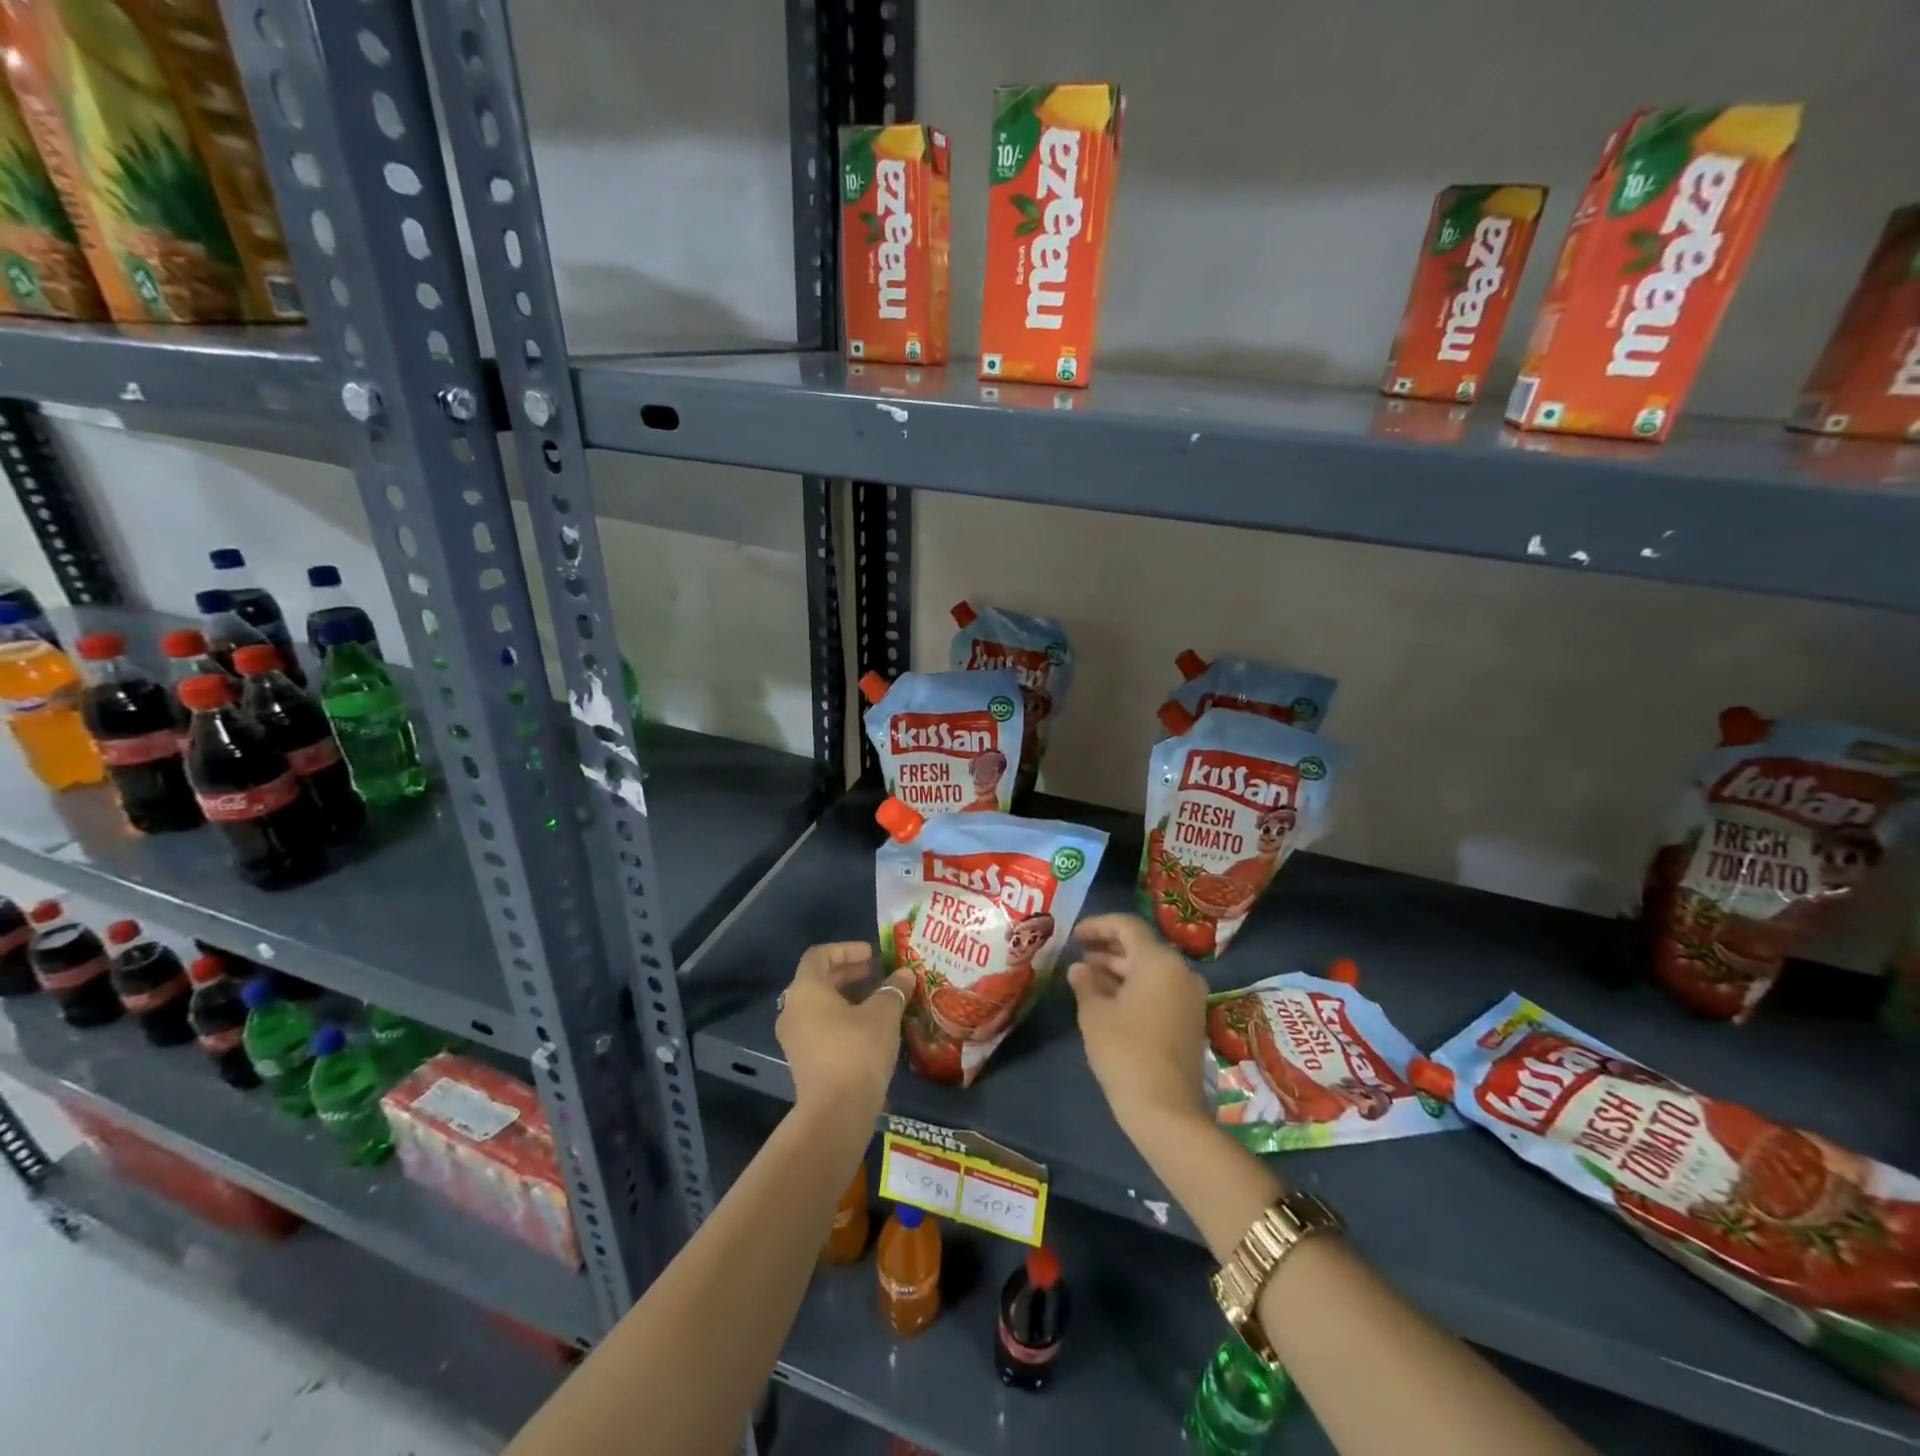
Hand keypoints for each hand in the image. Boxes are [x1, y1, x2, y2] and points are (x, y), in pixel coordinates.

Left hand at [775, 943, 912, 1118]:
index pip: (819, 955)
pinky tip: (868, 1027)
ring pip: (819, 1005)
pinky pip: (820, 1026)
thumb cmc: (857, 1050)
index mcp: (806, 990)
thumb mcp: (883, 1014)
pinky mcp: (802, 1060)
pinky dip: (841, 1018)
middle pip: (818, 979)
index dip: (846, 949)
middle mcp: (793, 1010)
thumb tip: (905, 975)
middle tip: (877, 972)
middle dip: (849, 972)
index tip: (872, 955)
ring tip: (877, 999)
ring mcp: (794, 1038)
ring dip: (847, 996)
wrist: (836, 1113)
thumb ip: (893, 989)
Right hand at [1067, 913, 1210, 1136]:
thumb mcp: (1095, 1013)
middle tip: (1077, 955)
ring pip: (1150, 969)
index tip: (1073, 935)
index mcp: (1159, 961)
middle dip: (1107, 948)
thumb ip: (1085, 983)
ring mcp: (1190, 996)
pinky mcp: (1190, 1019)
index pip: (1126, 926)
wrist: (1166, 1110)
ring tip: (1086, 976)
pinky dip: (1134, 987)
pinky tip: (1108, 999)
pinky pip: (1160, 989)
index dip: (1097, 925)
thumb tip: (1079, 968)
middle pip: (1140, 946)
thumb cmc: (1125, 1051)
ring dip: (1119, 969)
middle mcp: (1180, 971)